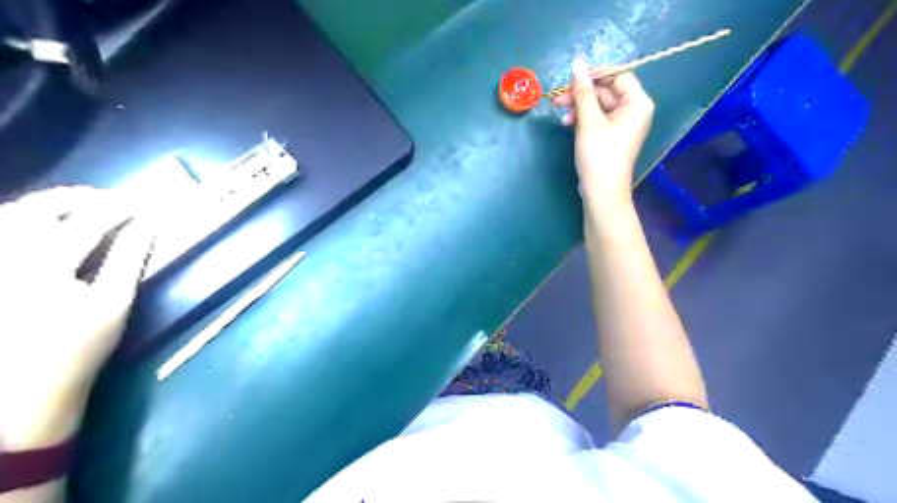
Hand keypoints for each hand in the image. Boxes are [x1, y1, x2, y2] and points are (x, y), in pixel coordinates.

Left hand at [0, 188, 153, 449]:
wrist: (22, 387)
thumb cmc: (79, 346)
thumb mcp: (115, 303)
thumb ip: (129, 258)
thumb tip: (148, 225)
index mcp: (46, 267)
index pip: (87, 221)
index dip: (118, 209)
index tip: (142, 206)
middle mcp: (8, 258)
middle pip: (39, 208)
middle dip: (79, 197)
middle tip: (111, 200)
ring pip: (10, 214)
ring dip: (50, 204)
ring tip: (82, 206)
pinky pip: (1, 232)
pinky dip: (23, 218)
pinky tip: (45, 224)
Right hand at [552, 59, 655, 205]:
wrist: (602, 191)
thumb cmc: (599, 155)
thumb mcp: (588, 120)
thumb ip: (582, 90)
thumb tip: (577, 62)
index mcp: (637, 102)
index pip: (618, 75)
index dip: (595, 74)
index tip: (572, 79)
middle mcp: (634, 110)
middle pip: (606, 91)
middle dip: (581, 94)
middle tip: (558, 99)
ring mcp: (623, 124)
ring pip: (599, 105)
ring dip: (579, 107)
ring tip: (561, 115)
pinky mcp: (612, 136)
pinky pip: (598, 119)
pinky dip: (583, 119)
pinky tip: (568, 123)